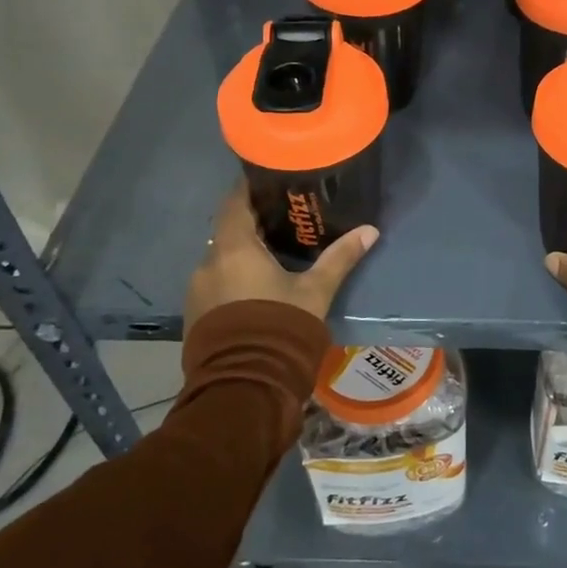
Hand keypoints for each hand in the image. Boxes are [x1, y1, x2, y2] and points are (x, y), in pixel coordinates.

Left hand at [184, 184, 379, 330]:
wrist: (244, 386)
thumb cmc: (280, 326)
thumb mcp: (315, 291)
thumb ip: (339, 258)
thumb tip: (370, 230)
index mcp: (234, 248)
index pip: (234, 202)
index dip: (249, 188)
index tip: (270, 181)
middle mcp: (208, 263)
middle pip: (228, 230)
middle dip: (252, 222)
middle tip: (283, 217)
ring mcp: (197, 291)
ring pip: (221, 259)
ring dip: (242, 253)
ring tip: (273, 254)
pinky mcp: (196, 315)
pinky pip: (215, 282)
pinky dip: (233, 276)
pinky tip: (257, 286)